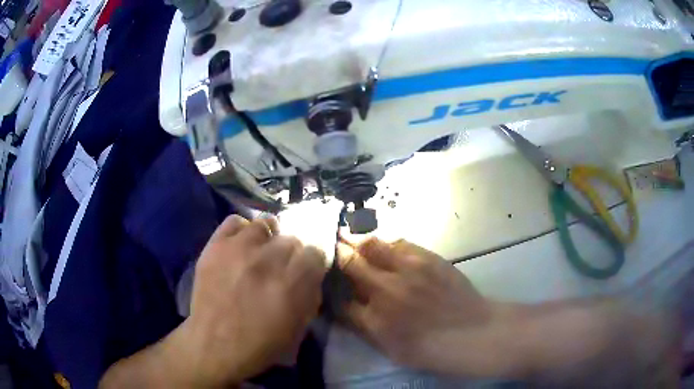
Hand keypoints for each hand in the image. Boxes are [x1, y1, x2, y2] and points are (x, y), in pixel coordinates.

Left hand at [176, 215, 325, 385]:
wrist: (215, 345)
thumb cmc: (261, 344)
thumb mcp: (299, 327)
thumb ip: (311, 295)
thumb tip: (312, 274)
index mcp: (292, 283)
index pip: (315, 251)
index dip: (311, 262)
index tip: (305, 270)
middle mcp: (268, 260)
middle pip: (291, 238)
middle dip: (290, 253)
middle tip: (280, 267)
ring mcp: (239, 249)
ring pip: (264, 224)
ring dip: (267, 238)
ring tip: (260, 252)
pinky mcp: (216, 246)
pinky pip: (235, 221)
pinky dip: (241, 230)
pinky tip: (240, 244)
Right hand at [339, 239, 519, 376]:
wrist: (472, 333)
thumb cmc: (430, 348)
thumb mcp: (389, 348)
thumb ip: (364, 326)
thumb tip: (345, 305)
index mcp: (374, 320)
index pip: (339, 297)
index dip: (329, 283)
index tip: (324, 273)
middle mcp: (386, 290)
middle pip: (351, 263)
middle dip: (338, 252)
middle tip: (331, 243)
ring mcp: (408, 270)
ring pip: (373, 245)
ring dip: (358, 240)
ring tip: (350, 235)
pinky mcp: (428, 258)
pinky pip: (400, 243)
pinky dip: (386, 242)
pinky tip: (384, 244)